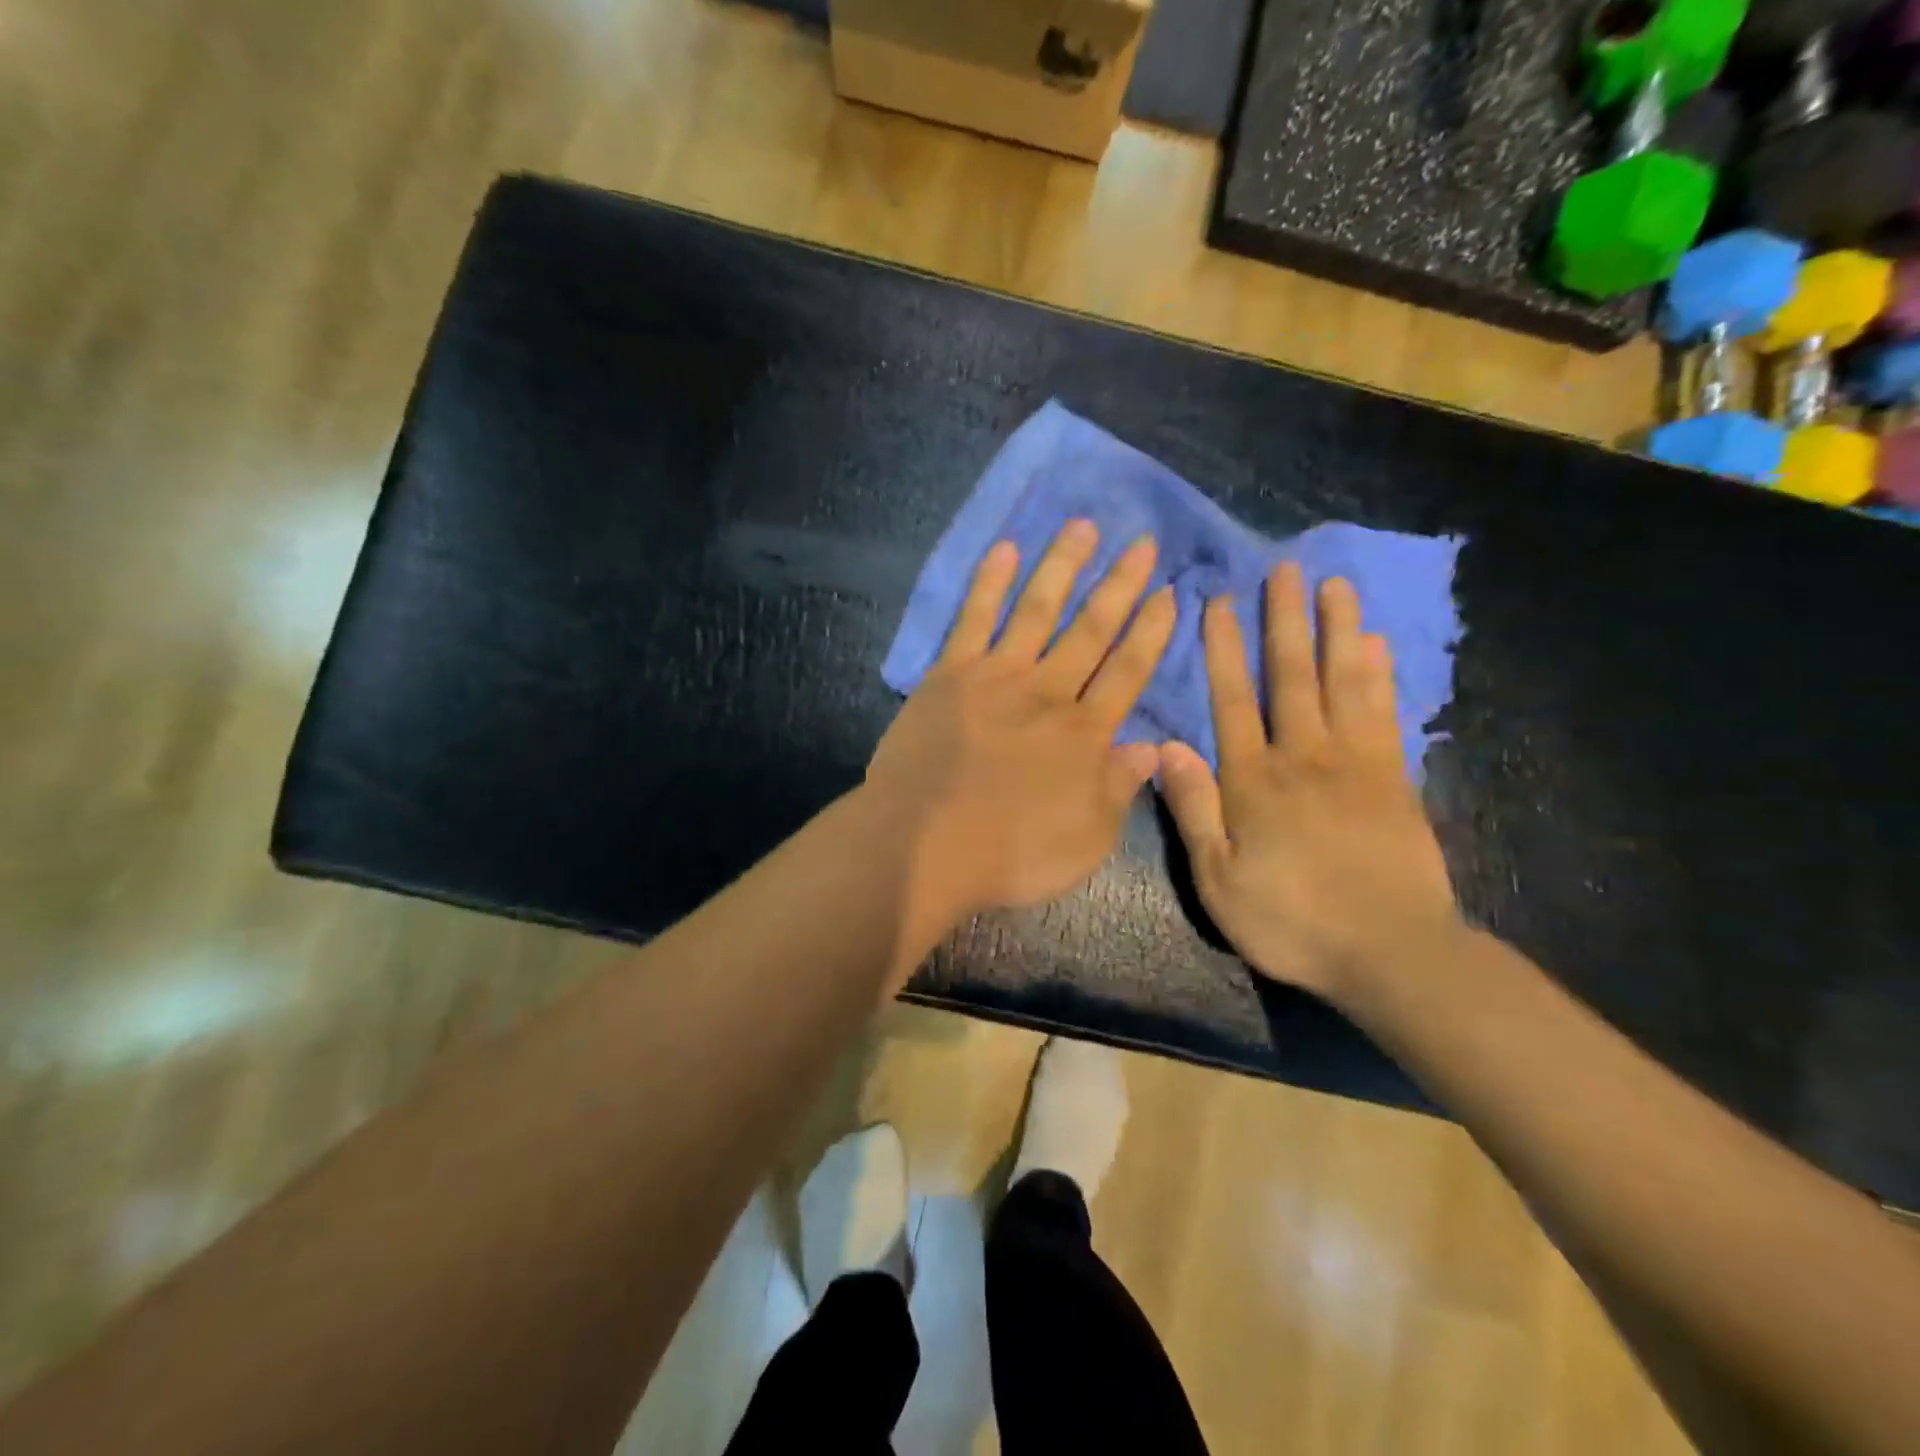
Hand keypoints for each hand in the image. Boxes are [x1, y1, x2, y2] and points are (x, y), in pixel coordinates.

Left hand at [867, 520, 1175, 931]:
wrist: (923, 846)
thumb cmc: (1009, 854)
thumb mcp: (1087, 840)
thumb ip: (1119, 788)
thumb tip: (1151, 746)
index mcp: (1084, 734)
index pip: (1128, 671)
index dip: (1152, 632)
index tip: (1171, 593)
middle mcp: (1047, 693)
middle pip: (1091, 631)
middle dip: (1120, 586)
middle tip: (1144, 543)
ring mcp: (996, 678)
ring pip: (1037, 610)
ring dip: (1062, 567)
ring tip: (1083, 526)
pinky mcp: (949, 675)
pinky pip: (972, 620)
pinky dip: (988, 583)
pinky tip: (1004, 549)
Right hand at [1158, 562, 1458, 1004]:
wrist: (1390, 953)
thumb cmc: (1291, 920)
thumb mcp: (1219, 880)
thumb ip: (1194, 810)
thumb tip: (1167, 747)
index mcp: (1254, 781)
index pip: (1233, 701)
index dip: (1224, 650)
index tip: (1221, 602)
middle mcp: (1303, 757)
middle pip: (1292, 677)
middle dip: (1285, 621)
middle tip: (1285, 568)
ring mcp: (1356, 765)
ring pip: (1344, 684)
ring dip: (1337, 631)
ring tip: (1335, 585)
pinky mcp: (1395, 781)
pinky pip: (1385, 715)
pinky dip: (1380, 676)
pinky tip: (1377, 645)